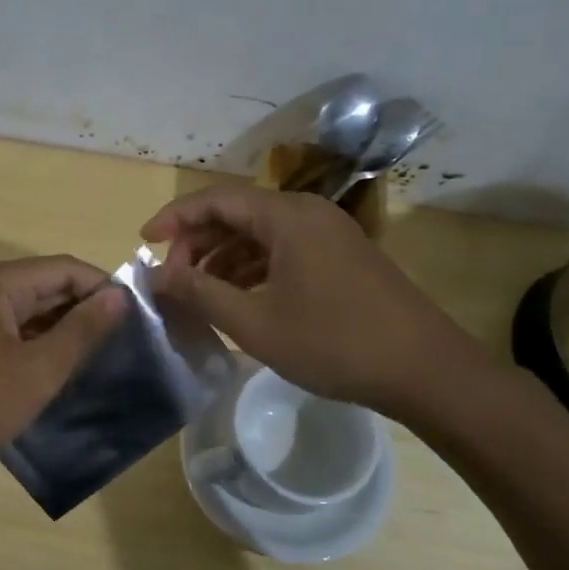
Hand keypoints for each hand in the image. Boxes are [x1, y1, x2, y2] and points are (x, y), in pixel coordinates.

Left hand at [0, 257, 126, 484]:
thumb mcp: (37, 370)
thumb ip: (81, 330)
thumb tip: (119, 296)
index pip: (63, 268)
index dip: (103, 287)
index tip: (137, 316)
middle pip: (43, 285)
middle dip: (82, 309)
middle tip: (122, 341)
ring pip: (25, 310)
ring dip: (59, 329)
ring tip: (96, 357)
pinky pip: (6, 329)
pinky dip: (33, 343)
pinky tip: (54, 368)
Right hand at [141, 185, 489, 419]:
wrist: (425, 370)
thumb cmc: (334, 342)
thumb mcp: (255, 322)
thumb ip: (200, 293)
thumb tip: (157, 275)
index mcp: (286, 216)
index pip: (215, 199)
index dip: (174, 218)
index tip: (143, 242)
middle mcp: (308, 213)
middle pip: (237, 214)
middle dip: (197, 243)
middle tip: (171, 278)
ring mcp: (329, 234)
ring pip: (260, 235)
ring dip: (224, 259)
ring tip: (198, 293)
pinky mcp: (341, 257)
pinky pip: (284, 251)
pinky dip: (253, 269)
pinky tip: (238, 299)